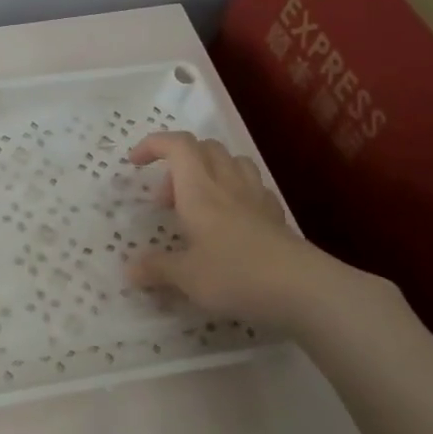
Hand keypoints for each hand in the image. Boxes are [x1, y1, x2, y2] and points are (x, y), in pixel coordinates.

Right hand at [125, 131, 364, 330]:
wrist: (301, 288)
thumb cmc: (234, 274)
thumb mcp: (185, 277)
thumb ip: (157, 268)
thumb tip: (131, 270)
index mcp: (199, 190)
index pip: (177, 146)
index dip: (154, 144)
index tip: (134, 163)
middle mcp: (227, 184)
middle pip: (205, 148)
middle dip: (178, 163)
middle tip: (164, 200)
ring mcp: (255, 197)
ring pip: (232, 162)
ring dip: (208, 171)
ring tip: (196, 204)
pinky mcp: (274, 215)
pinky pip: (251, 187)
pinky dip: (233, 192)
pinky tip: (228, 221)